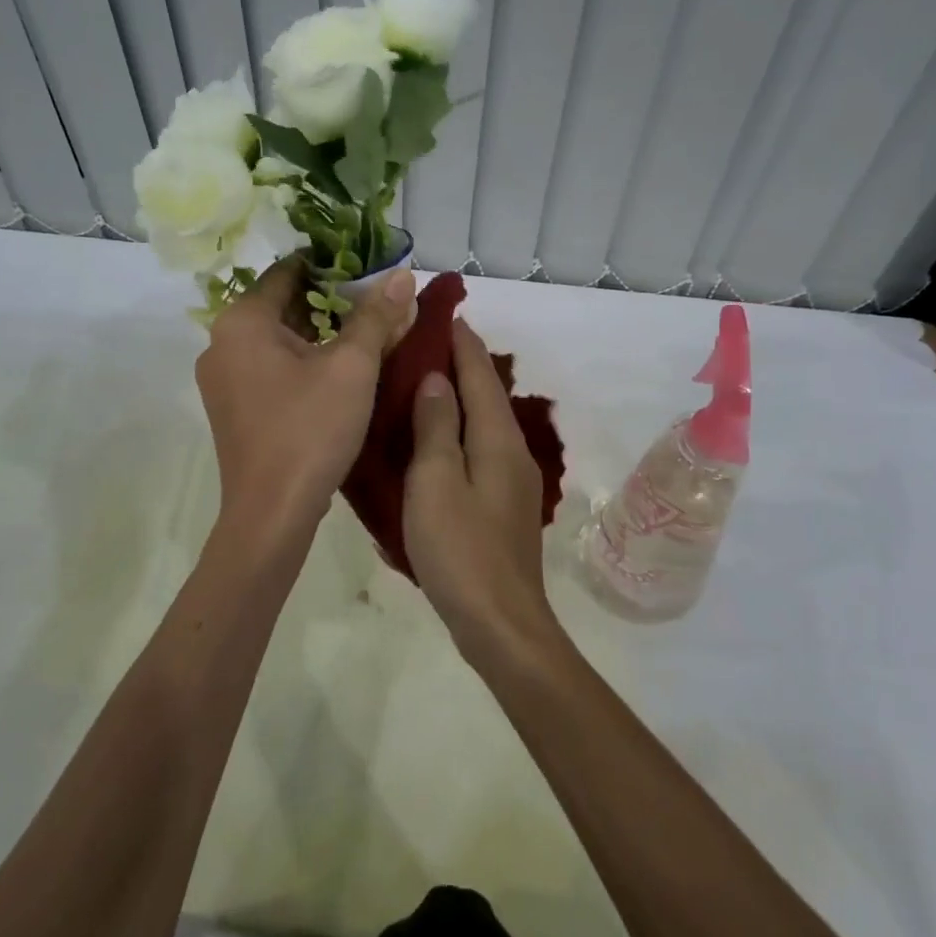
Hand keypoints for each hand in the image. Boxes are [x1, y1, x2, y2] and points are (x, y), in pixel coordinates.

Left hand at [196, 258, 415, 548]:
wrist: (272, 514)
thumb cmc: (310, 429)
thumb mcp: (352, 367)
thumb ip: (377, 316)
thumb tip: (402, 275)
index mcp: (242, 321)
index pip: (288, 271)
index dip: (331, 265)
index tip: (370, 269)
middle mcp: (222, 342)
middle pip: (284, 304)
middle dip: (332, 302)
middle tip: (378, 304)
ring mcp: (223, 378)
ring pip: (279, 339)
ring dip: (321, 334)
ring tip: (367, 336)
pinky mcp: (234, 407)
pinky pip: (271, 367)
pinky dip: (304, 361)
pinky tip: (340, 373)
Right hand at [404, 319, 558, 664]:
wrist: (501, 623)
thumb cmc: (461, 549)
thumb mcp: (436, 482)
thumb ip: (436, 426)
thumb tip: (436, 378)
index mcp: (497, 438)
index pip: (480, 373)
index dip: (461, 341)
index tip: (442, 312)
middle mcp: (512, 450)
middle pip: (486, 393)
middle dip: (460, 363)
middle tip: (423, 340)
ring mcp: (511, 479)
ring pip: (483, 421)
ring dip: (458, 395)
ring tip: (424, 379)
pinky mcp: (502, 503)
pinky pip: (479, 447)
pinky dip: (458, 427)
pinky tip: (436, 434)